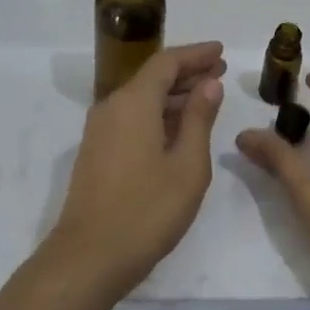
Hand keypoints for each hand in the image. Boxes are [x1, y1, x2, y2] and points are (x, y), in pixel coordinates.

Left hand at [42, 42, 227, 303]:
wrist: (89, 257)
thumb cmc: (147, 210)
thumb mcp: (187, 165)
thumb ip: (199, 119)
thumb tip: (209, 84)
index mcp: (134, 102)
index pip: (166, 62)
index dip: (195, 54)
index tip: (221, 51)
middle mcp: (112, 106)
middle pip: (152, 77)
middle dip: (187, 72)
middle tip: (220, 71)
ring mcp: (100, 130)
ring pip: (141, 98)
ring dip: (173, 94)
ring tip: (206, 97)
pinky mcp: (97, 151)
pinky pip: (131, 117)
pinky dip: (158, 113)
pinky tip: (178, 128)